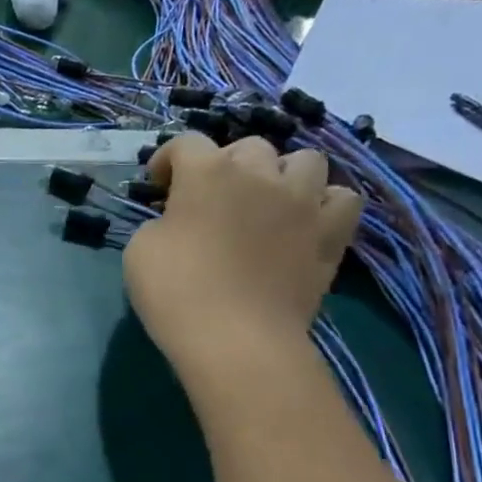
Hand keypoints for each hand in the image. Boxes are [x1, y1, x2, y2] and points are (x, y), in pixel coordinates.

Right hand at [123, 134, 361, 371]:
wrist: (236, 338)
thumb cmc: (176, 290)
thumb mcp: (141, 248)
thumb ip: (161, 221)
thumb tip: (178, 221)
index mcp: (207, 172)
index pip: (186, 143)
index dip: (168, 159)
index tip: (158, 185)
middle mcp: (260, 174)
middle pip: (248, 147)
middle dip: (226, 164)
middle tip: (211, 197)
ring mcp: (303, 202)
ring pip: (305, 160)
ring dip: (282, 174)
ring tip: (266, 200)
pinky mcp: (331, 234)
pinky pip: (341, 198)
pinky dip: (323, 203)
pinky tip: (304, 220)